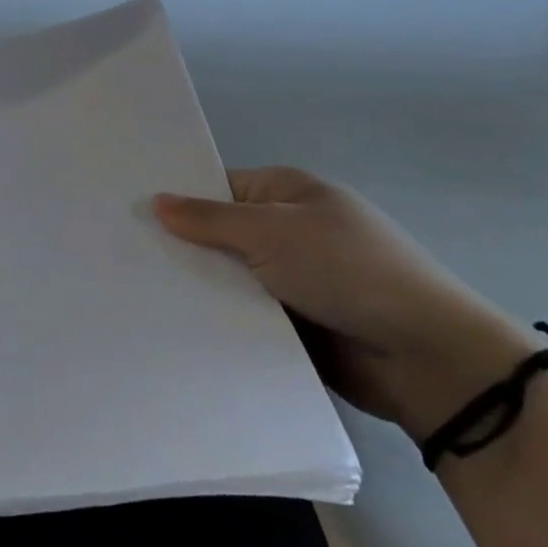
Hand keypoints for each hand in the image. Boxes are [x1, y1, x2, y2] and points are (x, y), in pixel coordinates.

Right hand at [155, 168, 537, 440]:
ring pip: (227, 277)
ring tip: (133, 289)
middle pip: (218, 233)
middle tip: (120, 254)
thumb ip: (209, 218)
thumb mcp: (272, 231)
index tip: (128, 211)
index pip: (217, 187)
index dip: (176, 198)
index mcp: (288, 193)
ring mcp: (291, 279)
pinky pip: (242, 313)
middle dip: (180, 245)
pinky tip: (170, 321)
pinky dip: (218, 318)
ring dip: (197, 286)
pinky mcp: (293, 323)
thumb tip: (156, 200)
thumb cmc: (348, 270)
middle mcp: (287, 231)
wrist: (427, 359)